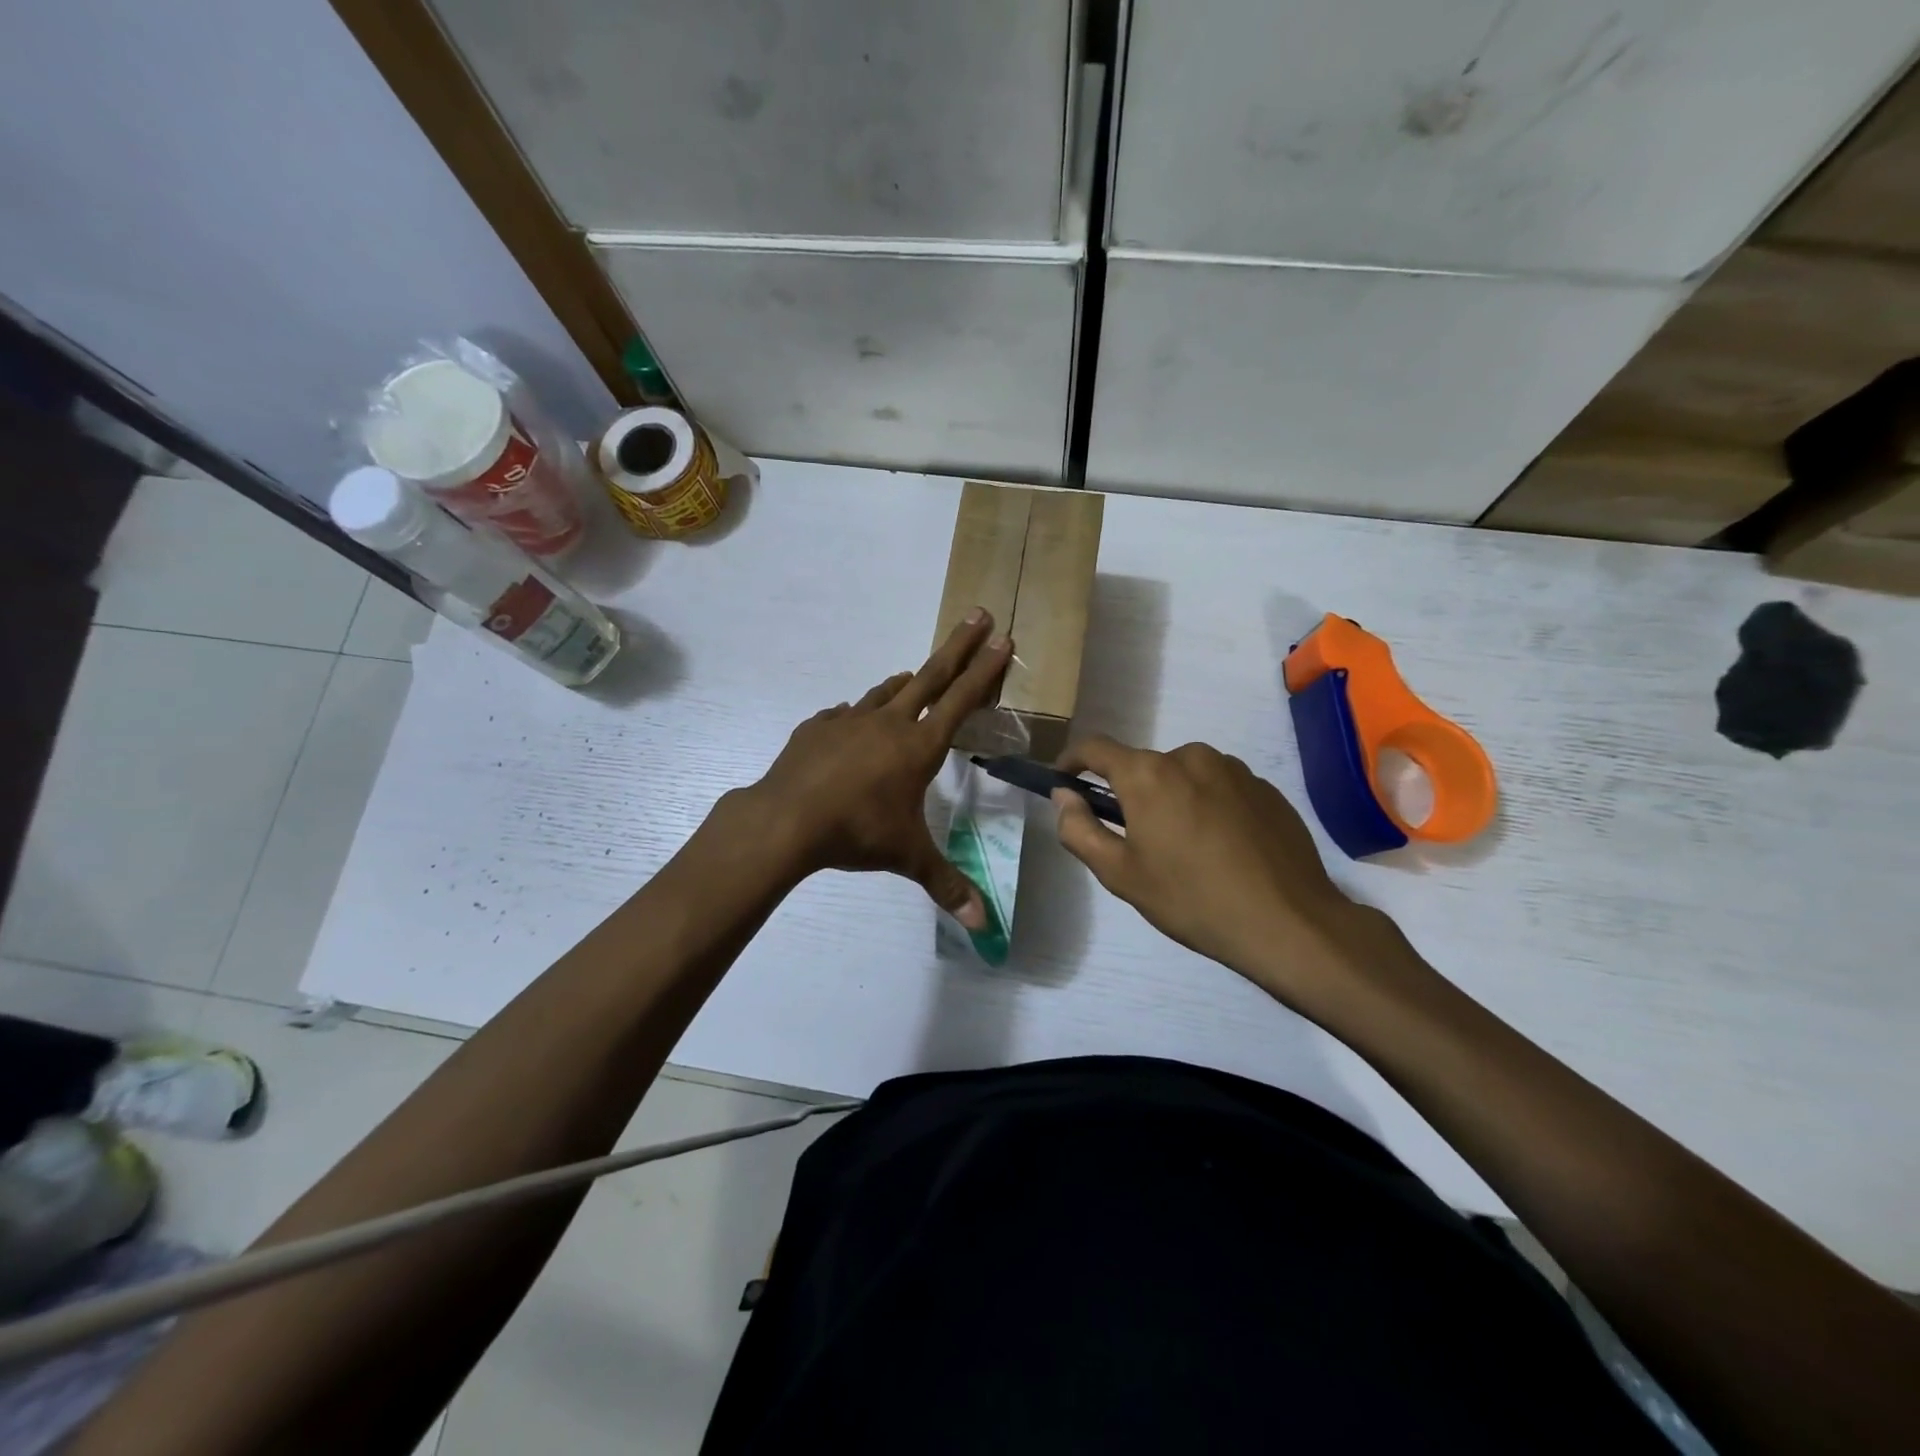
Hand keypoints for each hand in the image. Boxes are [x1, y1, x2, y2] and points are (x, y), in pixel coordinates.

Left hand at [739, 611, 1012, 927]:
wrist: (786, 819)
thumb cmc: (857, 832)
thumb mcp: (908, 856)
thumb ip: (946, 884)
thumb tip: (981, 925)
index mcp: (918, 746)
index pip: (962, 700)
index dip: (986, 671)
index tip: (1003, 639)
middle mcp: (888, 723)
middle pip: (930, 675)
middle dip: (958, 645)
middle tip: (978, 613)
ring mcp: (849, 721)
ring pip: (884, 691)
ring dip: (905, 681)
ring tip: (913, 674)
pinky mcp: (817, 728)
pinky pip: (843, 715)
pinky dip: (856, 714)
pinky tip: (851, 722)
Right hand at [1051, 737, 1423, 1012]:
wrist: (1288, 922)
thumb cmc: (1192, 899)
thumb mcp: (1121, 874)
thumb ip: (1080, 829)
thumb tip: (1064, 796)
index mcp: (1148, 774)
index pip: (1095, 748)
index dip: (1072, 761)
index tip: (1064, 781)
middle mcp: (1190, 756)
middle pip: (1144, 766)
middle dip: (1131, 794)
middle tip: (1137, 841)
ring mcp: (1234, 769)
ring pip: (1184, 775)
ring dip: (1173, 799)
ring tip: (1187, 849)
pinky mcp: (1265, 787)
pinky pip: (1220, 787)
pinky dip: (1209, 806)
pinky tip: (1223, 849)